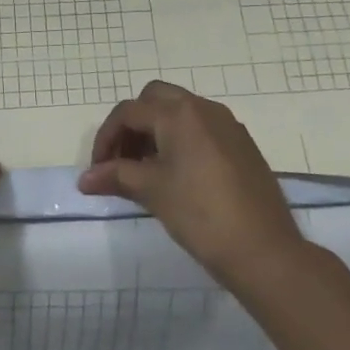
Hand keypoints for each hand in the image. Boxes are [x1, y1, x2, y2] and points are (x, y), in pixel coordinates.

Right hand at [80, 81, 304, 289]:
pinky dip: (180, 140)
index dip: (106, 138)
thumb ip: (116, 176)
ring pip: (180, 112)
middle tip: (122, 161)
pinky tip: (177, 176)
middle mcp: (204, 108)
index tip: (98, 170)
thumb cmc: (201, 214)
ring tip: (145, 171)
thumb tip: (85, 179)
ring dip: (156, 131)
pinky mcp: (241, 144)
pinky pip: (201, 128)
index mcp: (179, 113)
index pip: (129, 112)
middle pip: (155, 100)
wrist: (264, 250)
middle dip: (132, 125)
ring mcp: (227, 125)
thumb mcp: (153, 192)